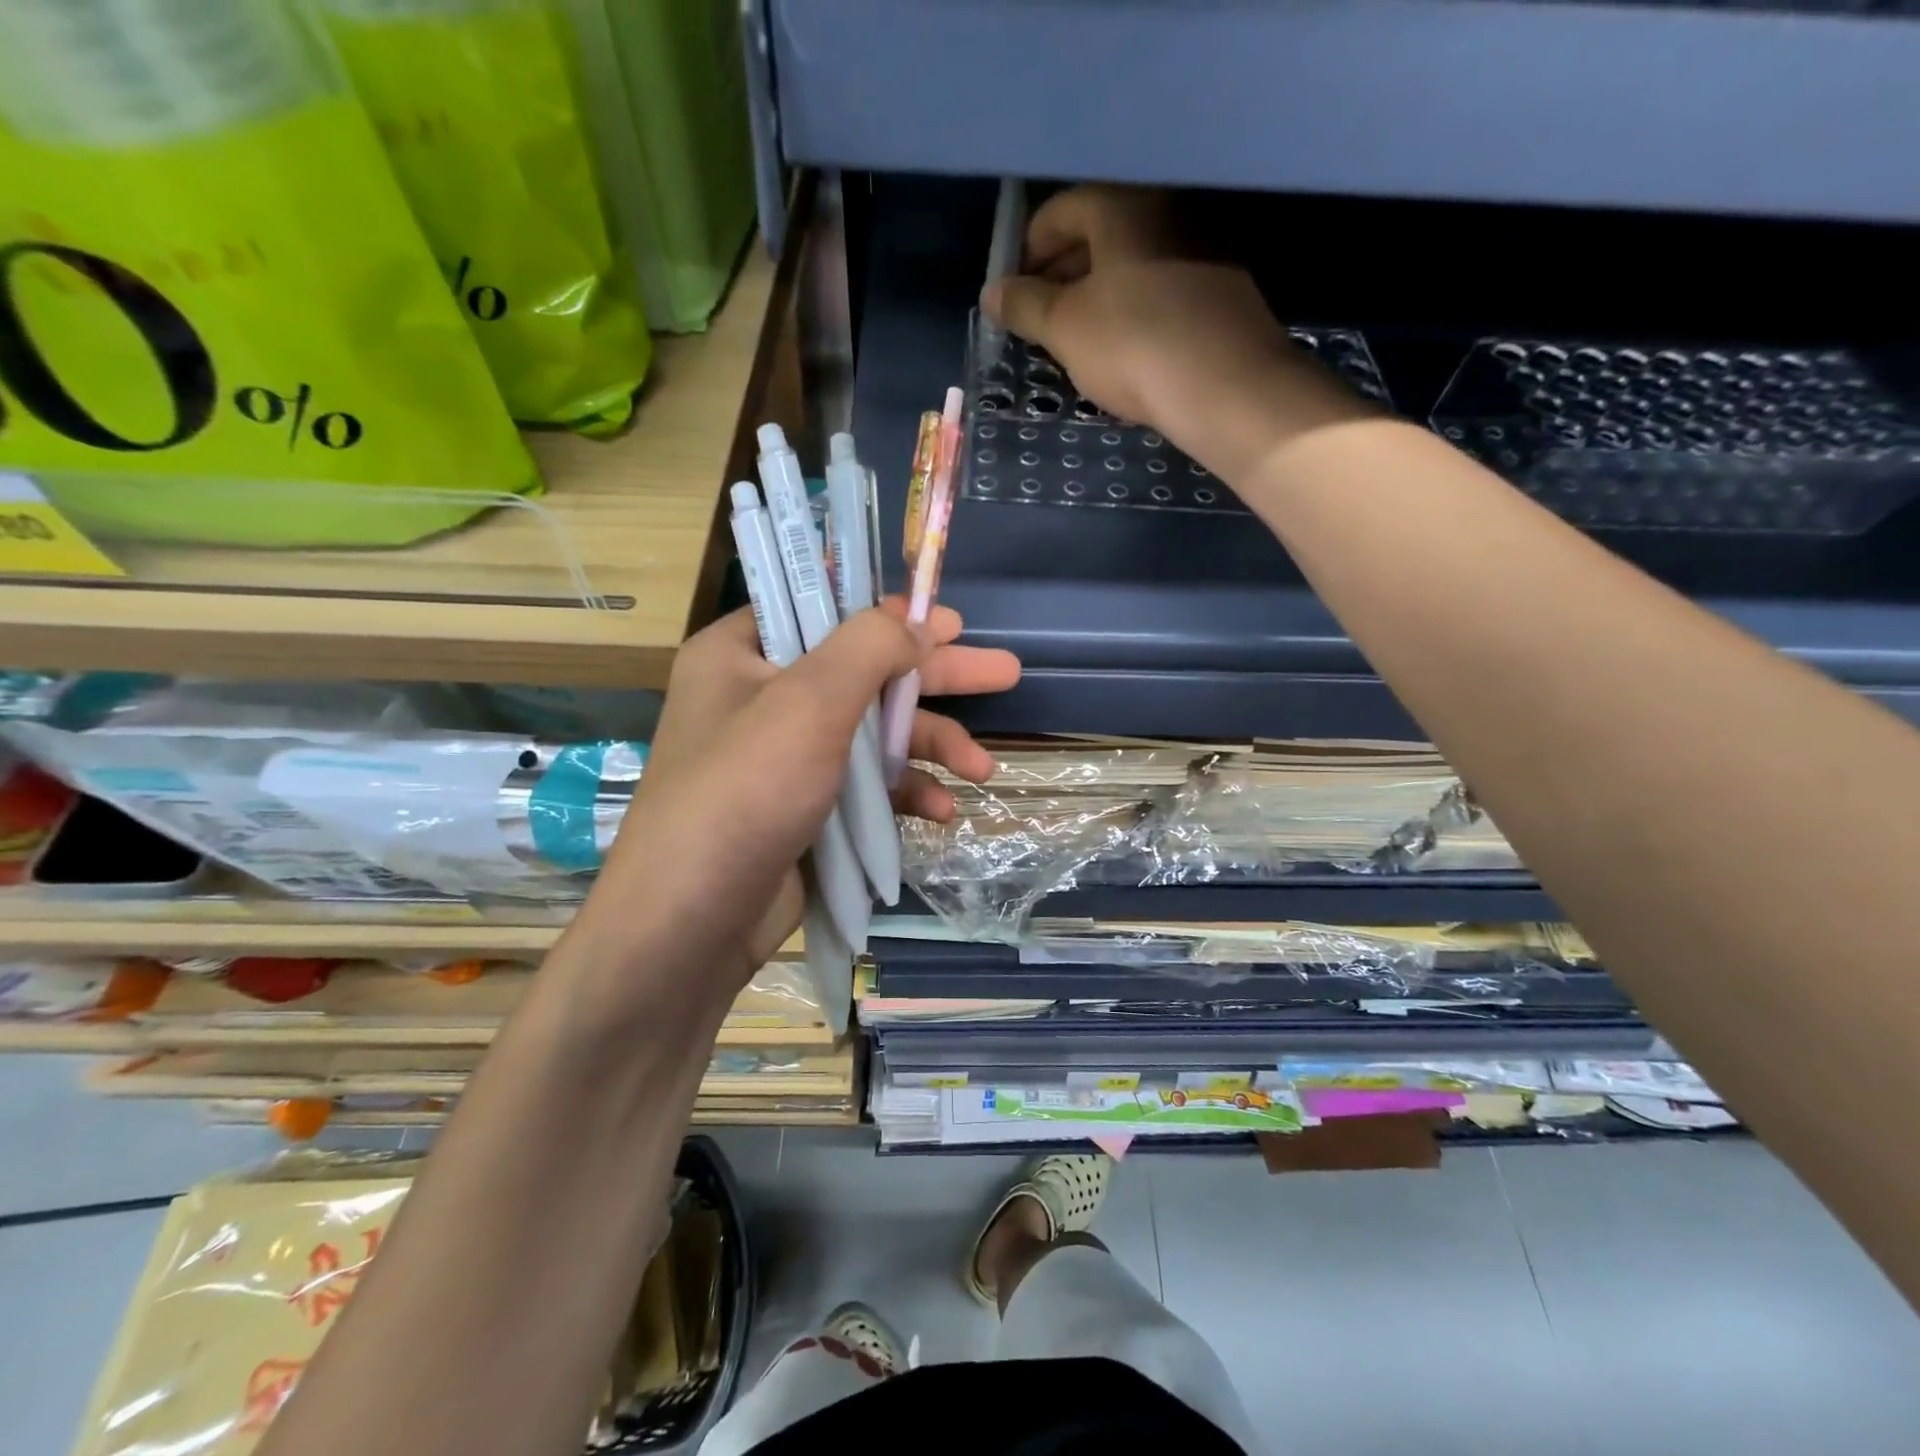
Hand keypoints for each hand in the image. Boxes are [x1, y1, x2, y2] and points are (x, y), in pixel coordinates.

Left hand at [570, 602, 1018, 1007]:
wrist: (692, 924)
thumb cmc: (744, 792)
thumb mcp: (810, 702)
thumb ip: (869, 648)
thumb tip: (916, 622)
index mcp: (742, 653)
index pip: (822, 608)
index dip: (886, 610)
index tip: (945, 617)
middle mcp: (762, 697)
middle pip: (865, 671)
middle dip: (935, 677)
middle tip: (1004, 671)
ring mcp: (786, 758)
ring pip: (873, 734)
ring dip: (930, 748)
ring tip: (984, 768)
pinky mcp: (806, 808)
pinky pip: (866, 785)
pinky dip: (904, 794)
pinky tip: (942, 812)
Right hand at [982, 185, 1373, 481]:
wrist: (1225, 386)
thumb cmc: (1132, 345)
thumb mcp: (1064, 328)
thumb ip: (1024, 305)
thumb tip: (992, 292)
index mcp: (1121, 206)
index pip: (1058, 211)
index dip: (1026, 252)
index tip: (1011, 293)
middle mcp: (1164, 210)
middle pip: (1096, 233)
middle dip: (1060, 274)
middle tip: (1038, 318)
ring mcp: (1199, 247)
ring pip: (1129, 264)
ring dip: (1095, 294)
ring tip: (1073, 338)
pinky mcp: (1219, 288)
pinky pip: (1159, 288)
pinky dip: (1130, 309)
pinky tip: (1119, 348)